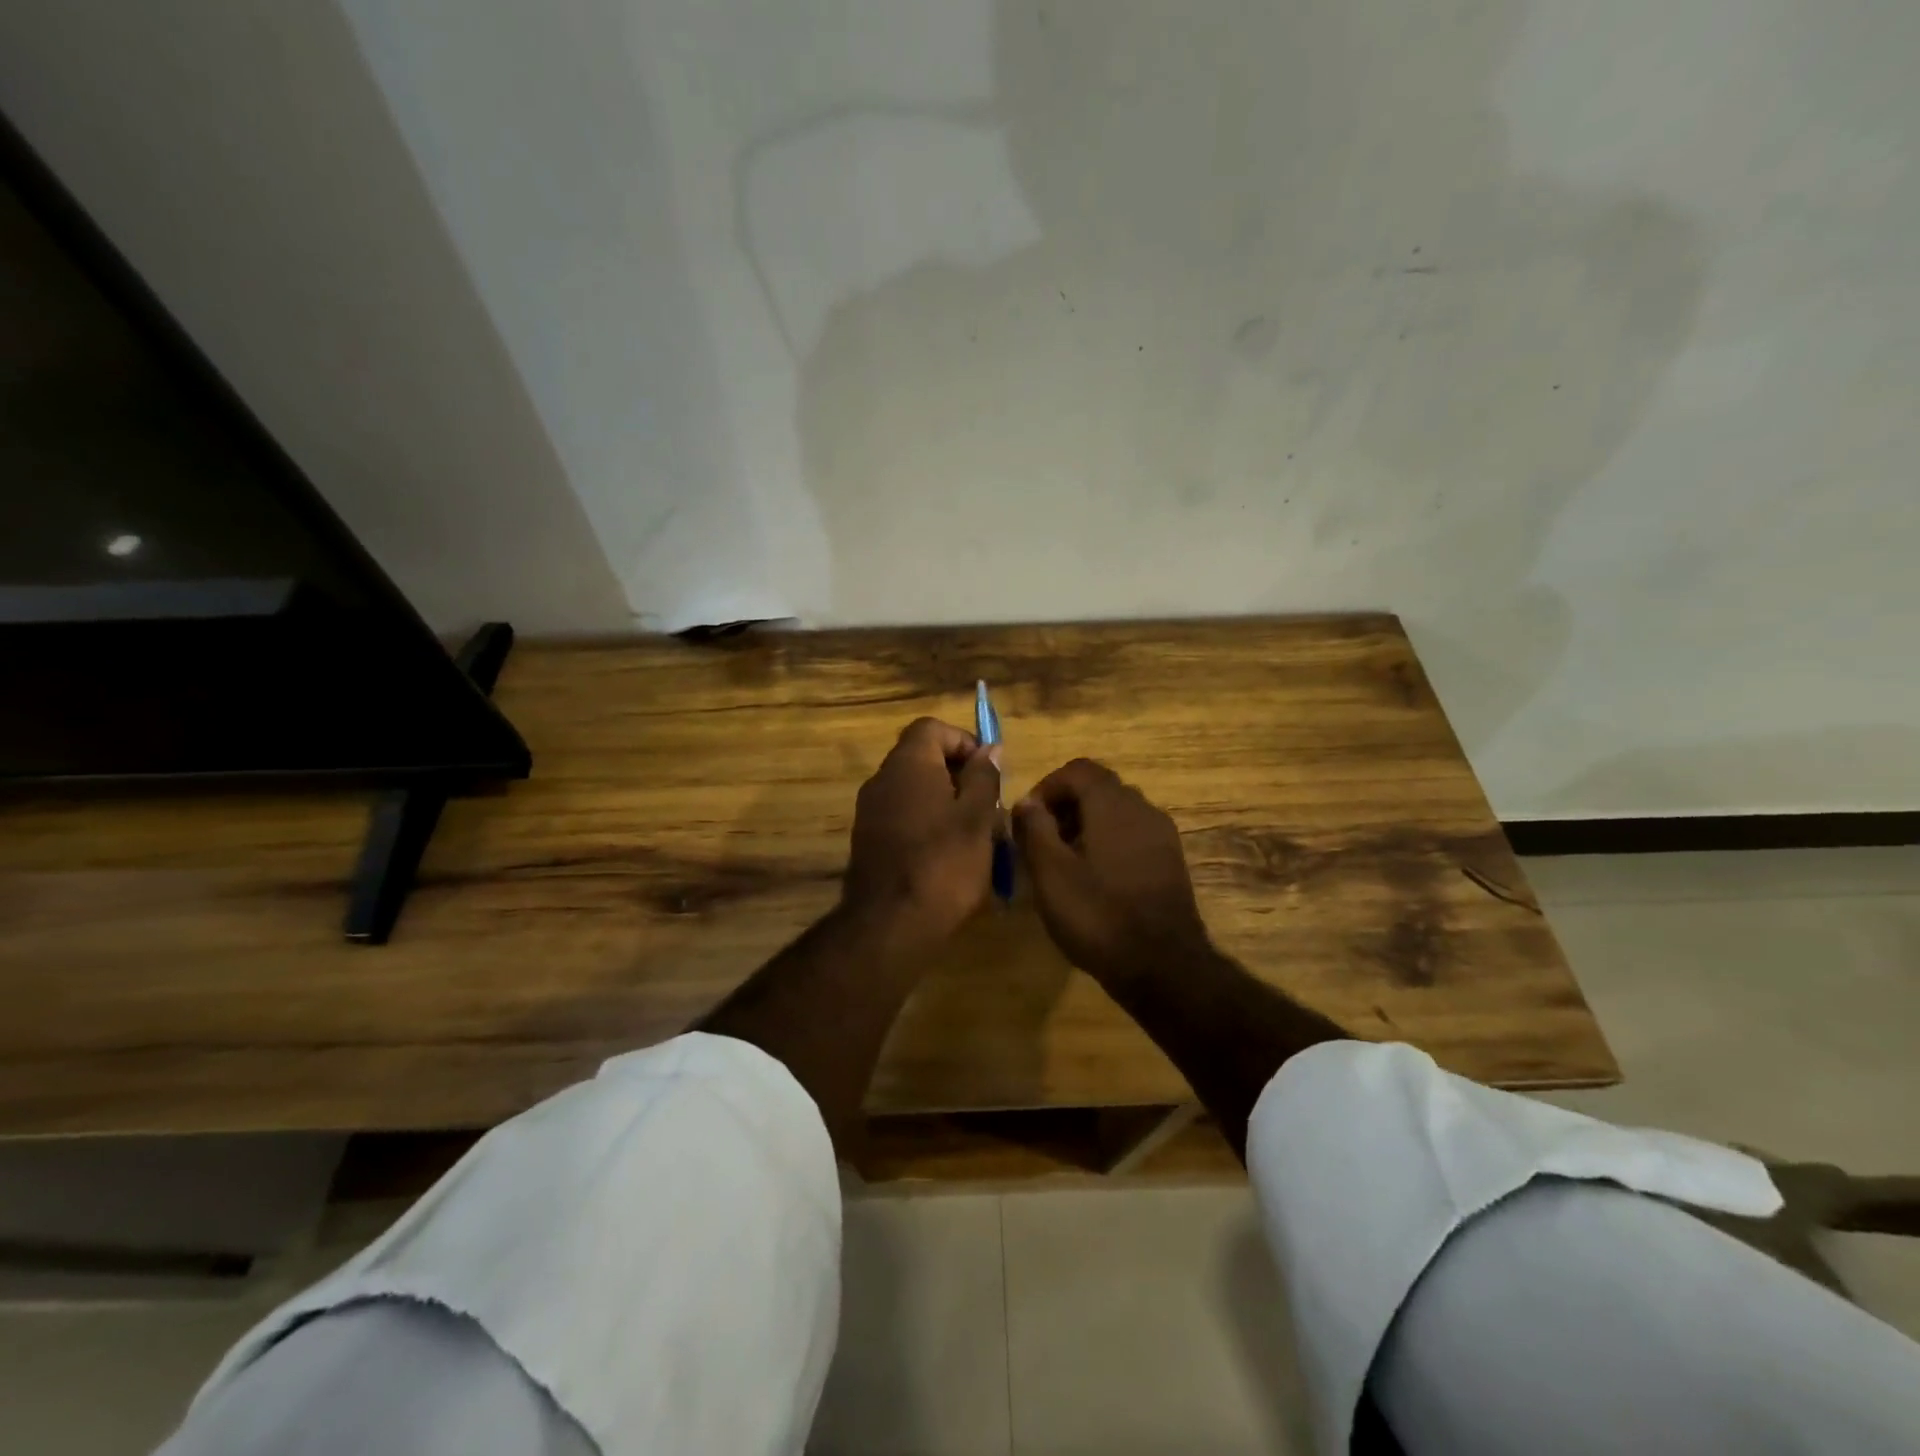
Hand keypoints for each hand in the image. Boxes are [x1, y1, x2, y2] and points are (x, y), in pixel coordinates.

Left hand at [844, 717, 1001, 940]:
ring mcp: (870, 810)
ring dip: (945, 801)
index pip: (932, 727)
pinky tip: (948, 854)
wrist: (890, 924)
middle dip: (959, 775)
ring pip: (914, 789)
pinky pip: (902, 815)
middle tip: (987, 806)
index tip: (988, 771)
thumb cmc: (944, 864)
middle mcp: (882, 779)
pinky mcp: (868, 839)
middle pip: (922, 757)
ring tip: (974, 834)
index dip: (964, 741)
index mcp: (908, 764)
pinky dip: (927, 822)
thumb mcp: (978, 818)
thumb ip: (983, 777)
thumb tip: (988, 750)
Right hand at [1013, 758, 1210, 984]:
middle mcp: (1143, 809)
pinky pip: (1132, 836)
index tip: (1027, 818)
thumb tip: (1026, 802)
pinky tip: (1094, 880)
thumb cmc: (1098, 914)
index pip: (1078, 770)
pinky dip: (1108, 843)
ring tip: (1063, 863)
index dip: (1047, 787)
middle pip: (1099, 789)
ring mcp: (1162, 835)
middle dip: (1065, 807)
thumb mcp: (1051, 873)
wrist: (1163, 966)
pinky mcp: (1170, 862)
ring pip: (1117, 813)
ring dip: (1086, 826)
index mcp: (1113, 804)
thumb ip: (1034, 829)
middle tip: (1041, 841)